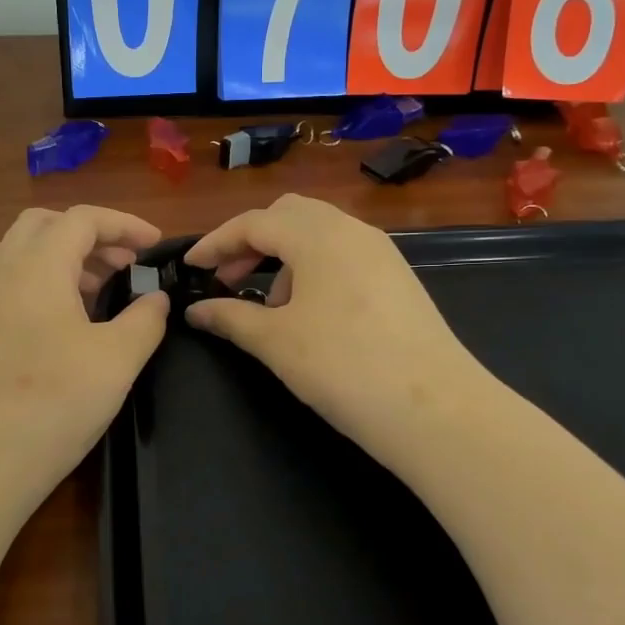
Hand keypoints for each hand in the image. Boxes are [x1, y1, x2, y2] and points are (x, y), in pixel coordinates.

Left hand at [0, 205, 168, 509]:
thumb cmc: (54, 402)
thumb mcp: (117, 360)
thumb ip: (144, 320)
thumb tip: (156, 300)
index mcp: (39, 267)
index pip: (82, 219)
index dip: (124, 224)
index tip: (155, 246)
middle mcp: (5, 274)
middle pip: (44, 225)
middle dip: (90, 234)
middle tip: (124, 263)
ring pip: (21, 251)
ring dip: (62, 255)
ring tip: (97, 286)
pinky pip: (11, 282)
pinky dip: (42, 281)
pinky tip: (65, 318)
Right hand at [182, 195, 489, 468]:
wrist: (435, 409)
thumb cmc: (343, 367)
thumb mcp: (276, 342)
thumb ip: (230, 317)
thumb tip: (196, 310)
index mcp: (318, 235)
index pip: (254, 222)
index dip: (216, 243)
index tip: (190, 267)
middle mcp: (352, 230)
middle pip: (288, 215)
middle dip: (251, 242)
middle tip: (227, 280)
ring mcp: (381, 252)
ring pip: (319, 234)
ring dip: (283, 257)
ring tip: (269, 307)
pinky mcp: (398, 278)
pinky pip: (343, 255)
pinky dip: (314, 270)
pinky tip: (309, 314)